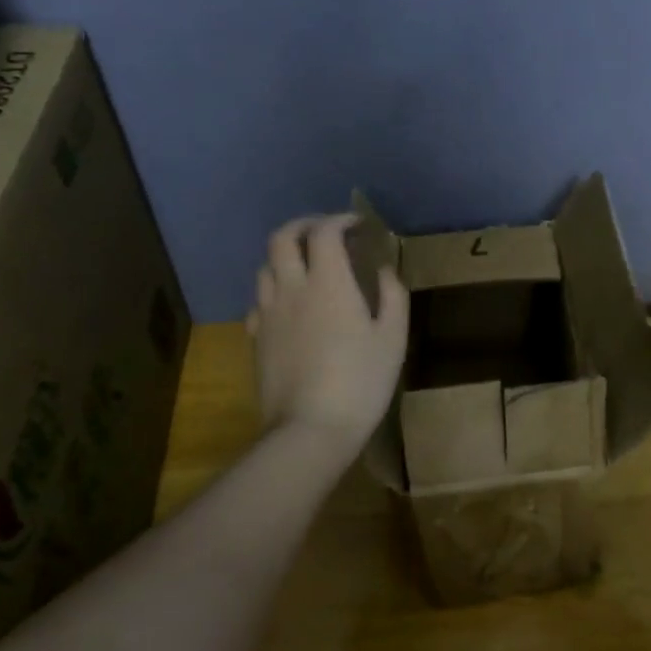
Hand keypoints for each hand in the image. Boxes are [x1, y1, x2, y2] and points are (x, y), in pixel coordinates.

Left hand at [249, 214, 407, 449]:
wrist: (310, 429)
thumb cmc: (360, 382)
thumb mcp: (393, 338)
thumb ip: (392, 296)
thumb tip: (384, 270)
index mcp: (329, 283)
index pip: (324, 232)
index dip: (340, 220)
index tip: (357, 226)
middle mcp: (292, 288)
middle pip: (282, 238)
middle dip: (303, 226)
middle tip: (325, 233)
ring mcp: (269, 313)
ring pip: (265, 267)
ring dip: (286, 256)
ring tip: (307, 266)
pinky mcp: (256, 338)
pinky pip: (259, 300)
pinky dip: (274, 290)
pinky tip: (290, 305)